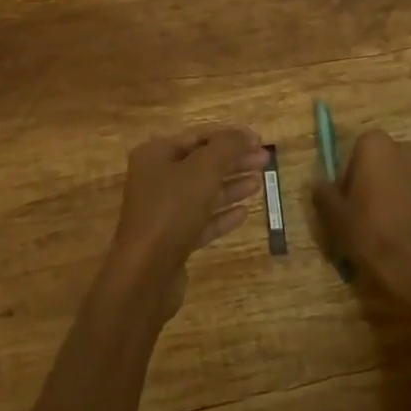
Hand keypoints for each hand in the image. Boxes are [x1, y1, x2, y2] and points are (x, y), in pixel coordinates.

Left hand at [104, 126, 268, 318]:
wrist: (145, 275)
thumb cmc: (172, 209)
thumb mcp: (203, 169)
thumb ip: (227, 147)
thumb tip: (247, 134)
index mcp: (156, 154)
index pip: (198, 136)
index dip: (229, 137)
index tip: (258, 140)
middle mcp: (156, 179)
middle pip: (202, 164)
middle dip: (234, 161)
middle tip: (265, 161)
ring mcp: (162, 212)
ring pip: (203, 192)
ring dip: (231, 186)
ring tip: (259, 183)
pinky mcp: (171, 241)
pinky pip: (200, 221)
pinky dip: (221, 215)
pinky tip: (244, 213)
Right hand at [313, 129, 410, 309]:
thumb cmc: (374, 236)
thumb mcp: (337, 218)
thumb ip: (324, 194)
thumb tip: (318, 183)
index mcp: (376, 146)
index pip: (358, 151)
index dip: (351, 177)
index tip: (349, 204)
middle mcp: (407, 149)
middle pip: (385, 162)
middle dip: (378, 182)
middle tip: (368, 216)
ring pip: (409, 178)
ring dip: (400, 194)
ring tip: (393, 229)